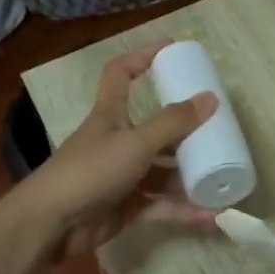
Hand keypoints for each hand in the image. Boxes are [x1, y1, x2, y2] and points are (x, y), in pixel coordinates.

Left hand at [15, 42, 218, 259]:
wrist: (52, 223)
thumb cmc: (90, 170)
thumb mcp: (135, 142)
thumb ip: (173, 123)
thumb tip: (210, 98)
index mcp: (111, 115)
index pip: (121, 75)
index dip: (142, 58)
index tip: (171, 50)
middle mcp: (117, 142)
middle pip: (155, 130)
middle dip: (185, 133)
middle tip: (218, 131)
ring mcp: (121, 177)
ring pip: (161, 172)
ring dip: (189, 176)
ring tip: (222, 178)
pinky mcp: (125, 208)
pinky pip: (160, 205)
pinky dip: (183, 210)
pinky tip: (211, 214)